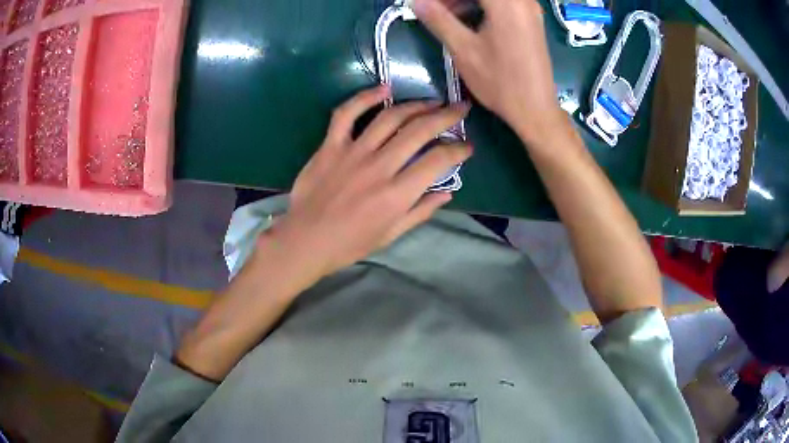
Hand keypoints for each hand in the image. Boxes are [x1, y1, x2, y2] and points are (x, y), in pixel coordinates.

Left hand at [266, 86, 471, 279]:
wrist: (306, 240)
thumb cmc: (350, 243)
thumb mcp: (391, 234)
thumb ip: (421, 211)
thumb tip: (448, 192)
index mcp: (397, 194)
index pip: (438, 161)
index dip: (458, 150)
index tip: (467, 146)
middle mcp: (379, 167)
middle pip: (419, 131)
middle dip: (447, 116)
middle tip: (460, 109)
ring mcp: (352, 153)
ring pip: (390, 118)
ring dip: (416, 105)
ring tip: (433, 101)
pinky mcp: (330, 146)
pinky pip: (346, 114)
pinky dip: (365, 97)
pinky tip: (384, 89)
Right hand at [414, 0, 566, 143]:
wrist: (535, 109)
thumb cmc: (500, 82)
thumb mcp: (463, 49)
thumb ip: (438, 19)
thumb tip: (416, 1)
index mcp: (506, 3)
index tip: (428, 5)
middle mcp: (522, 0)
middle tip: (434, 8)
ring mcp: (529, 8)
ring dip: (466, 0)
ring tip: (447, 15)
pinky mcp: (531, 19)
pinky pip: (502, 3)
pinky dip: (481, 5)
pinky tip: (468, 20)